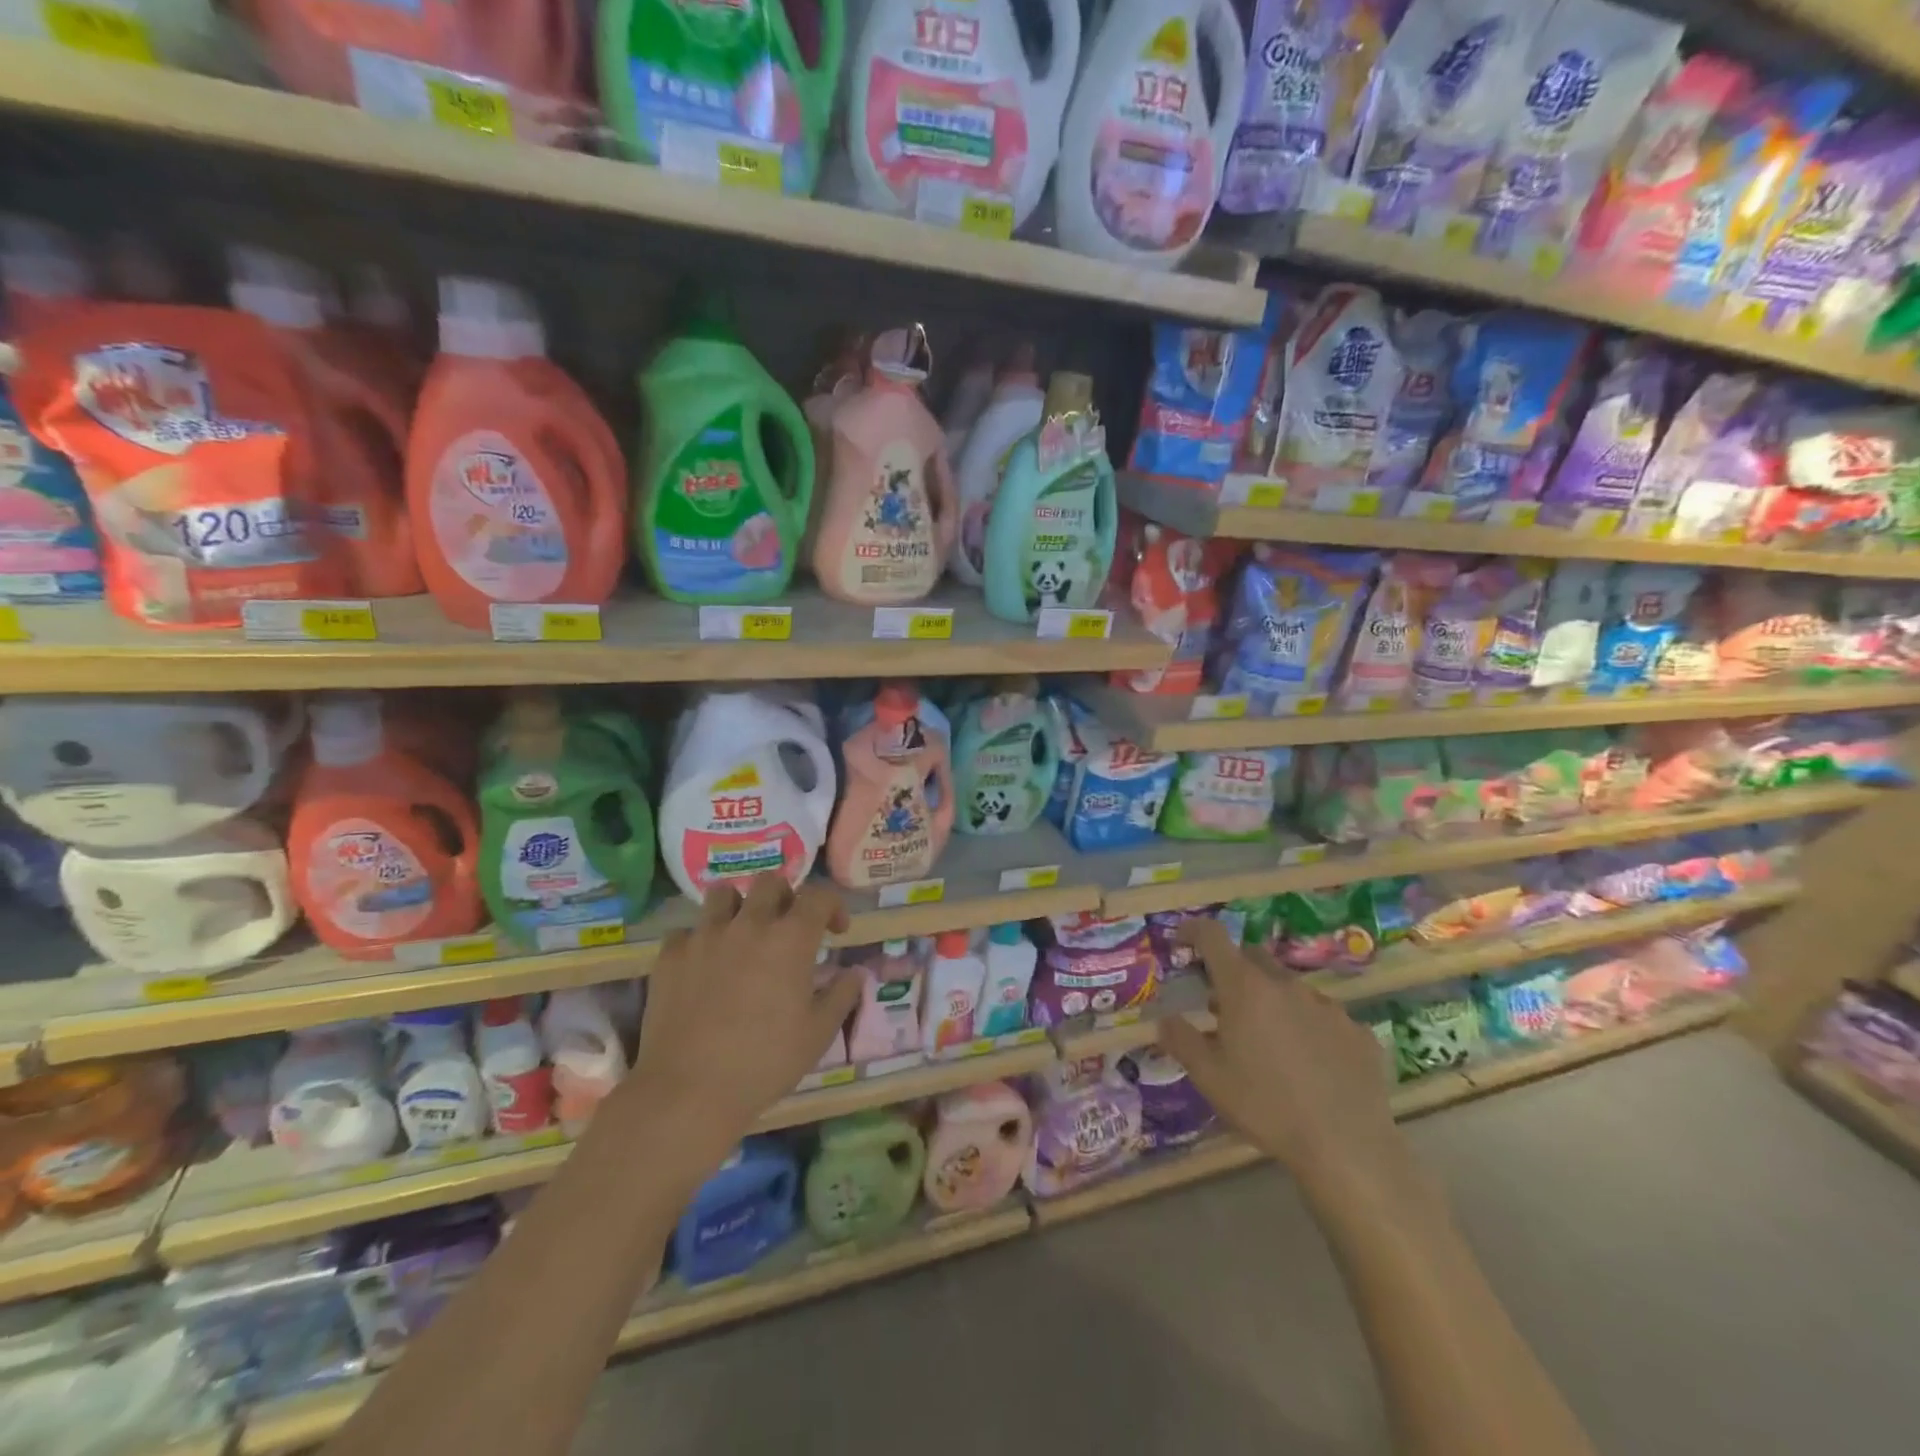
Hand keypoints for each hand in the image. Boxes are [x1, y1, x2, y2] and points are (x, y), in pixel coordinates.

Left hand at [630, 875, 861, 1165]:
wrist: (689, 1091)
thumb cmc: (765, 1063)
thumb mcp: (818, 1034)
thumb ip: (842, 995)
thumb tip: (855, 973)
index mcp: (790, 938)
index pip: (818, 896)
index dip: (832, 905)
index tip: (836, 929)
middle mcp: (749, 924)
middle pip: (770, 882)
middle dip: (786, 898)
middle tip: (788, 928)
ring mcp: (704, 936)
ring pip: (723, 894)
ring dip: (739, 907)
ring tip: (743, 935)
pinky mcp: (670, 956)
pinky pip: (687, 931)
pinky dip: (700, 941)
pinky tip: (704, 967)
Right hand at [1160, 920, 1414, 1207]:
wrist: (1347, 1148)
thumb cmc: (1266, 1107)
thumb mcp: (1209, 1078)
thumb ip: (1182, 1040)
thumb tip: (1166, 1019)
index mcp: (1245, 988)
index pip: (1213, 937)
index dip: (1194, 931)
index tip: (1181, 940)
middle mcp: (1286, 985)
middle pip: (1252, 958)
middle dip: (1233, 971)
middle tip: (1222, 1005)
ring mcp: (1327, 1006)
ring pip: (1289, 988)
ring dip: (1271, 1001)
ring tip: (1267, 1042)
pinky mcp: (1357, 1032)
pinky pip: (1323, 1017)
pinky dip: (1307, 1028)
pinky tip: (1309, 1065)